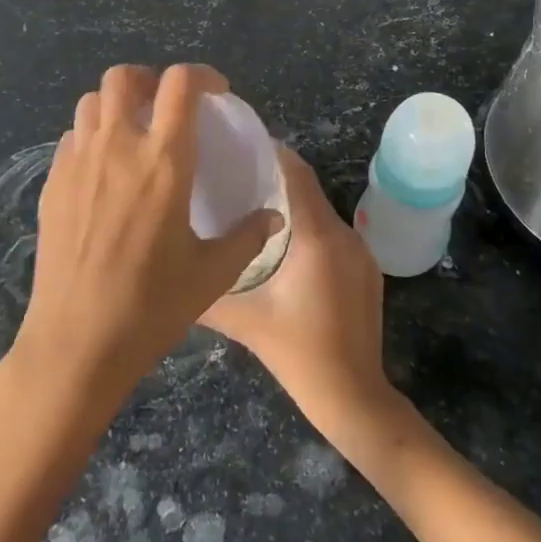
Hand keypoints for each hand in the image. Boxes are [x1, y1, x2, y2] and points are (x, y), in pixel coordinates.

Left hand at [14, 64, 282, 402]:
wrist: (78, 340)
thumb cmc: (152, 305)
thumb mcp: (213, 273)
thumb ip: (247, 236)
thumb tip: (274, 218)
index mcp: (164, 161)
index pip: (180, 84)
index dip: (201, 75)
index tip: (215, 93)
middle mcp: (117, 147)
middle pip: (124, 77)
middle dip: (148, 79)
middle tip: (166, 106)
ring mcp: (78, 162)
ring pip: (91, 102)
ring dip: (116, 104)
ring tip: (133, 132)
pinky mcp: (53, 183)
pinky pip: (71, 137)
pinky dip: (91, 135)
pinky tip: (103, 170)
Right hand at [199, 147, 395, 442]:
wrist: (354, 397)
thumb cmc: (297, 354)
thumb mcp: (244, 321)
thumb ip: (207, 291)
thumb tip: (173, 270)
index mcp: (317, 237)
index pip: (297, 173)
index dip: (271, 152)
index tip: (240, 144)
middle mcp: (345, 234)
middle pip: (308, 189)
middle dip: (274, 177)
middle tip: (235, 176)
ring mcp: (361, 252)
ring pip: (321, 212)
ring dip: (291, 205)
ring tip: (252, 208)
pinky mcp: (367, 269)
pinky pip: (333, 233)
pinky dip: (309, 228)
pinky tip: (283, 245)